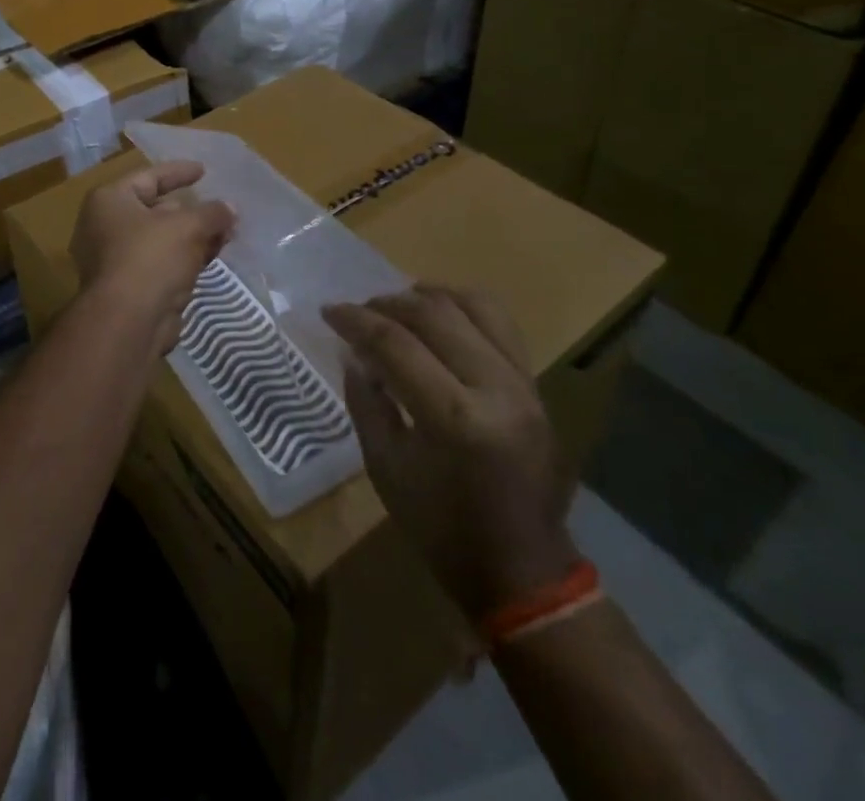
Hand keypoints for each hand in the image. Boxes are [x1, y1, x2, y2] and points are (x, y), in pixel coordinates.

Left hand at [70, 160, 234, 354]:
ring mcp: (115, 260)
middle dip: (192, 210)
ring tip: (227, 232)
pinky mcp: (130, 288)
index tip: (204, 170)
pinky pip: (162, 263)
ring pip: (162, 240)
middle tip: (222, 209)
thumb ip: (212, 212)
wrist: (128, 322)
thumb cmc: (151, 257)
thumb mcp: (188, 226)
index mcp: (109, 201)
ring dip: (194, 236)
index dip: (179, 172)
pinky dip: (186, 258)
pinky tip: (213, 256)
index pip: (149, 177)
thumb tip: (230, 208)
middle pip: (156, 209)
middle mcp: (105, 227)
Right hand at [326, 285, 576, 622]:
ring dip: (427, 296)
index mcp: (455, 418)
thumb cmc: (442, 527)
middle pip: (433, 315)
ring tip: (397, 304)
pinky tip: (437, 314)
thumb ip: (366, 400)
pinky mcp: (535, 384)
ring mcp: (523, 383)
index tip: (329, 311)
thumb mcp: (386, 467)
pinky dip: (462, 306)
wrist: (522, 569)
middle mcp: (495, 387)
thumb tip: (352, 352)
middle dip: (386, 304)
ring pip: (473, 305)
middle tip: (357, 311)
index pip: (396, 344)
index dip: (356, 321)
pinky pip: (500, 323)